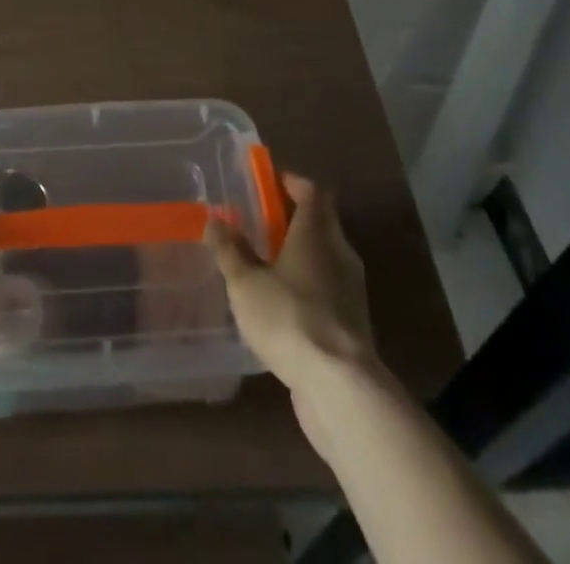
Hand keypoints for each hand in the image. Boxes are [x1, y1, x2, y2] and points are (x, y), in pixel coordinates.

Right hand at [206, 173, 375, 394]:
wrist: (341, 387)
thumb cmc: (289, 318)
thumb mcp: (246, 283)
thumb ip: (230, 251)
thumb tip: (216, 220)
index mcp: (317, 232)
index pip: (312, 191)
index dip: (292, 182)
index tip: (269, 183)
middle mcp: (340, 252)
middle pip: (322, 221)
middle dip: (294, 218)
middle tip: (262, 223)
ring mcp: (352, 289)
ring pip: (326, 256)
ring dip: (302, 254)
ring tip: (268, 265)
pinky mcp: (354, 323)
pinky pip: (330, 289)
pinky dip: (310, 286)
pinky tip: (285, 306)